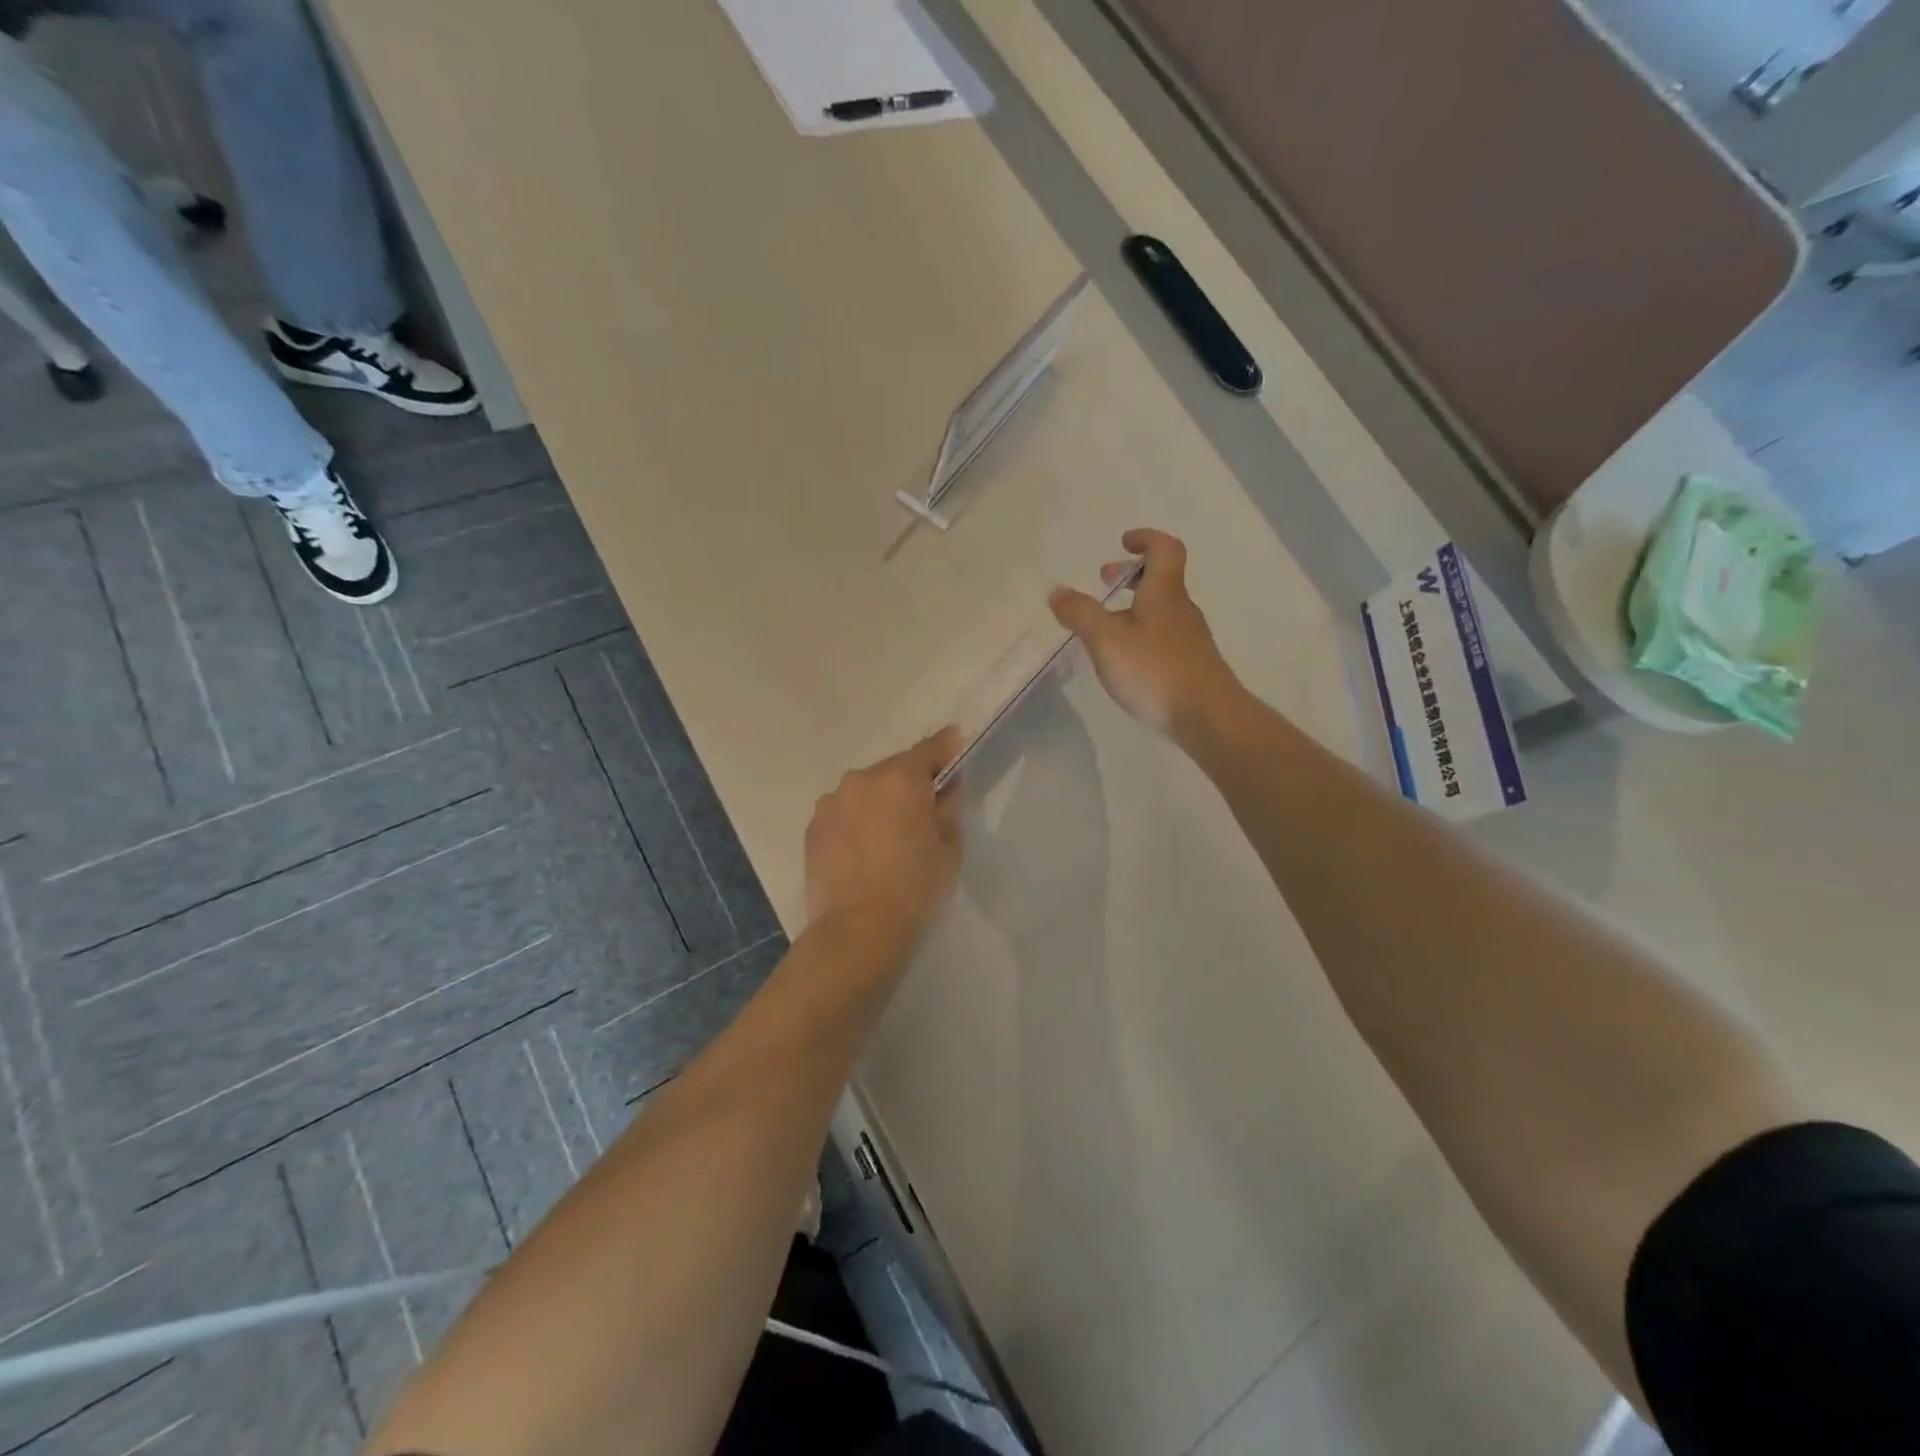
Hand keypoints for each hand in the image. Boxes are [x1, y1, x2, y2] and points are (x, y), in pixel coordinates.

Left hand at [805, 728, 963, 952]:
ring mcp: (832, 801)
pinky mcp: (814, 826)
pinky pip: (844, 812)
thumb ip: (949, 804)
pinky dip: (856, 821)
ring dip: (880, 802)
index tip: (957, 744)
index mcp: (901, 778)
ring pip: (866, 791)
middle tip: (923, 811)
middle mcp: (862, 779)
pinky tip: (863, 850)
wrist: (858, 929)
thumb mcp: (949, 846)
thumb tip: (947, 783)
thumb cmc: (915, 886)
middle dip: (910, 783)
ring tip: (888, 837)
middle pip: (894, 770)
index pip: (929, 749)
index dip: (947, 747)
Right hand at [1048, 529, 1241, 739]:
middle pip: (1162, 579)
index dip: (1145, 539)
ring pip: (1162, 610)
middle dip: (1132, 575)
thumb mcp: (1107, 640)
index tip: (1122, 543)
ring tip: (1106, 627)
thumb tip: (1057, 591)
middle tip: (1105, 582)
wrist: (1208, 717)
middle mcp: (1181, 609)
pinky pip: (1164, 637)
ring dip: (1135, 607)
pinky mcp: (1192, 665)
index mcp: (1164, 593)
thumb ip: (1080, 614)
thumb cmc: (1155, 670)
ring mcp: (1190, 639)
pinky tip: (1127, 660)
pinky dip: (1143, 634)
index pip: (1164, 549)